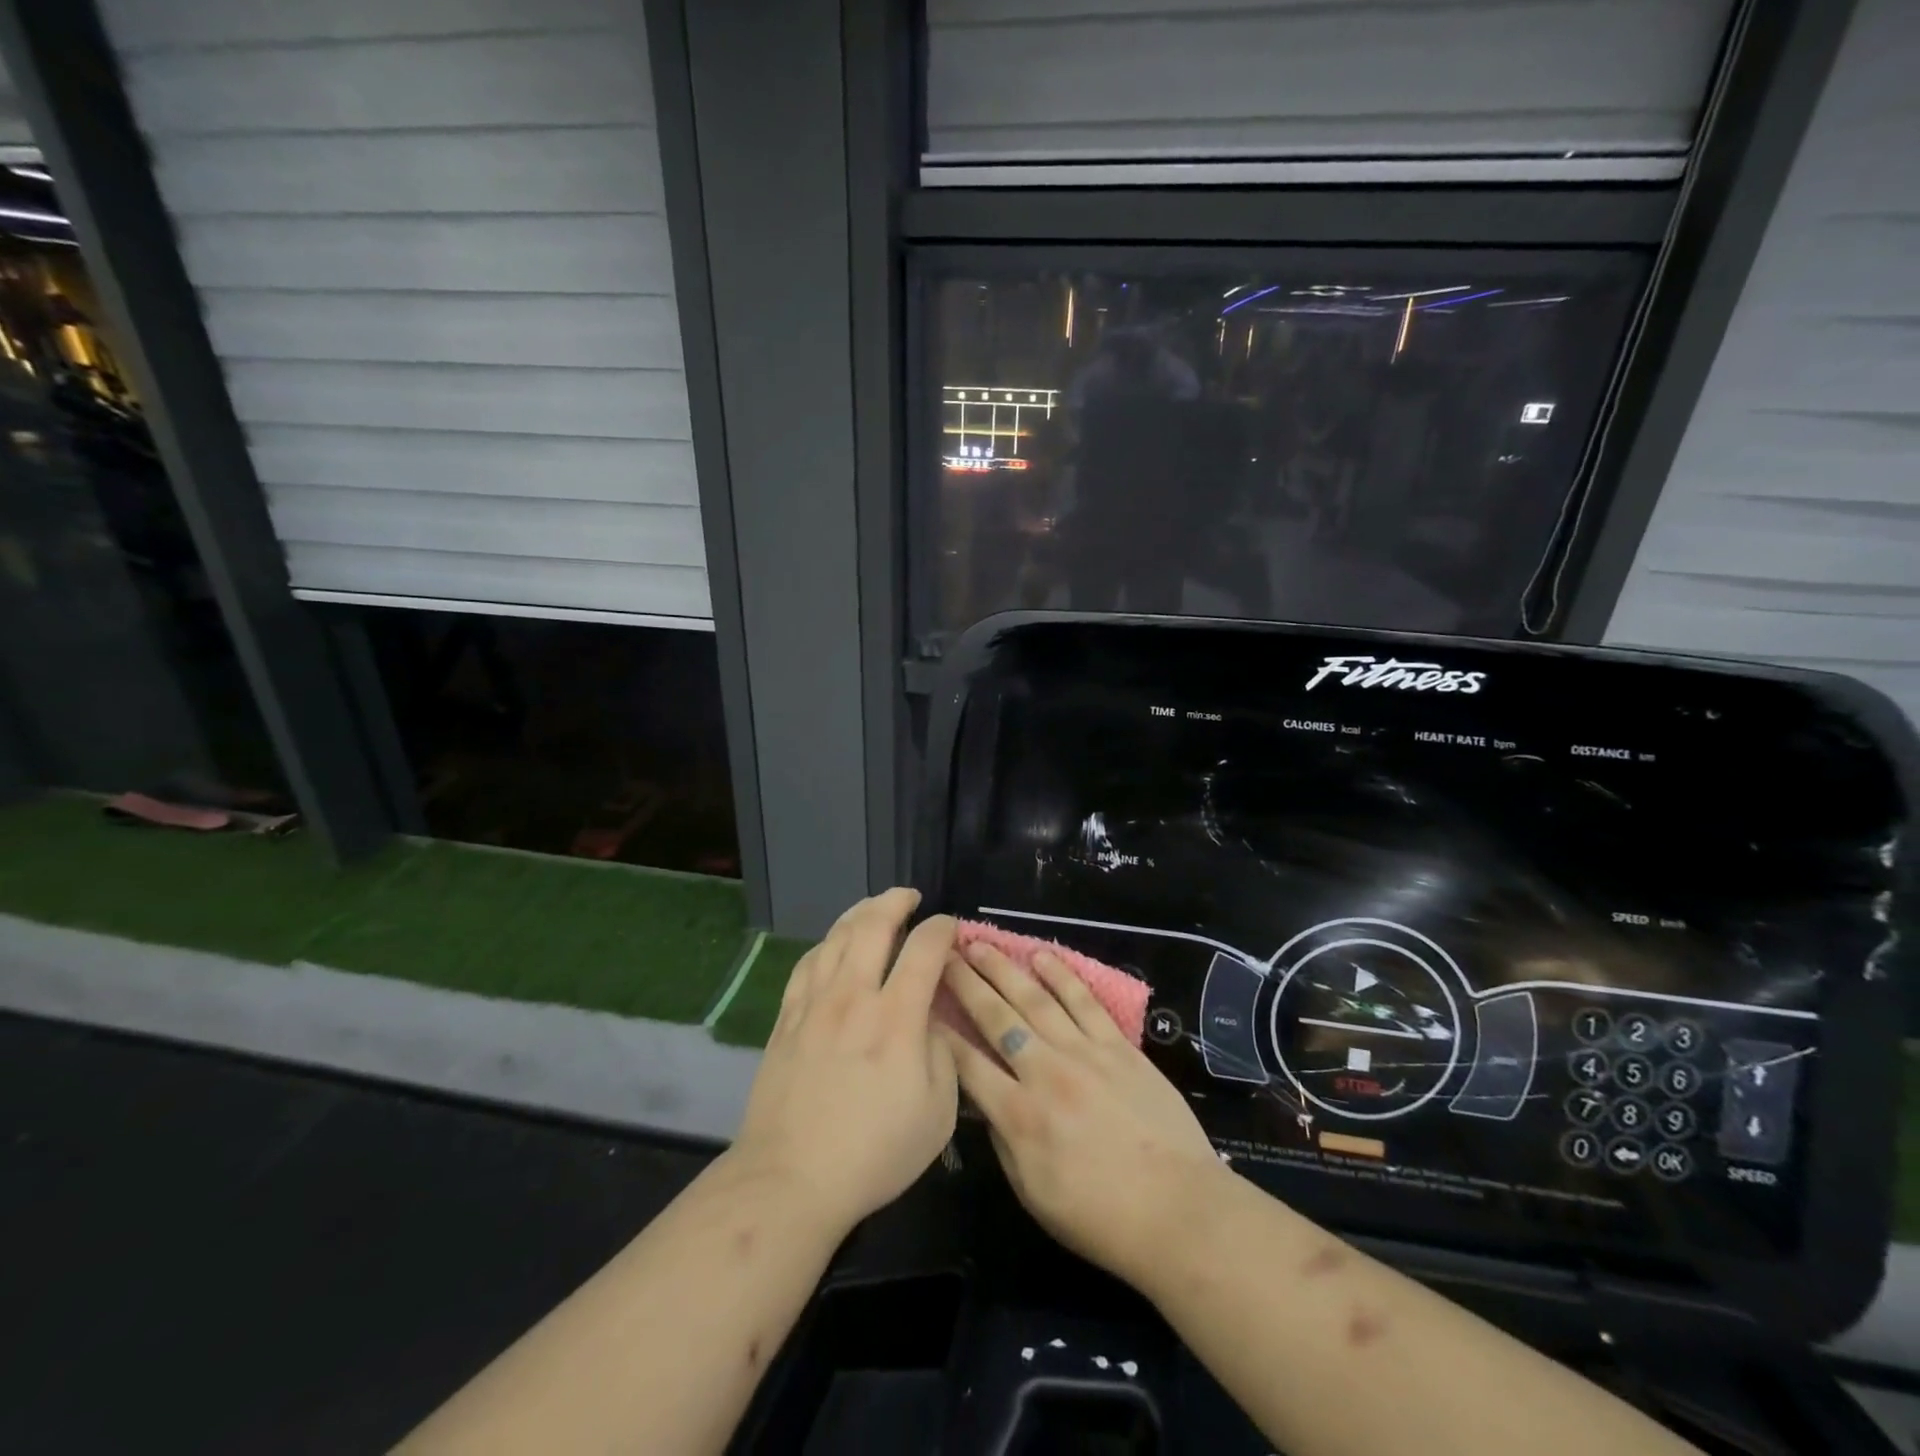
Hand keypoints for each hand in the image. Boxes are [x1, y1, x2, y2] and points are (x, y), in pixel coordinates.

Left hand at [729, 889, 958, 1237]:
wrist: (791, 1179)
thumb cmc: (874, 1152)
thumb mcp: (938, 1112)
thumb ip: (941, 1052)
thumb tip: (929, 1018)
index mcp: (897, 1018)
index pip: (924, 949)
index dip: (941, 928)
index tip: (949, 926)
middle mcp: (854, 997)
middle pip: (872, 926)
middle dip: (895, 901)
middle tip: (910, 896)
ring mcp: (814, 1005)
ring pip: (836, 937)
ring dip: (859, 913)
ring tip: (873, 907)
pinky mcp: (787, 1019)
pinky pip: (806, 964)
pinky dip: (825, 943)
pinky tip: (832, 944)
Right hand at [938, 941, 1223, 1282]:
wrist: (1178, 1211)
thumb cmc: (1100, 1217)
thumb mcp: (1033, 1193)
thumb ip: (1003, 1141)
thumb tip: (985, 1102)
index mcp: (1019, 1115)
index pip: (967, 1063)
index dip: (941, 1032)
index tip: (923, 1004)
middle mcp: (1044, 1073)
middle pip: (996, 1018)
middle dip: (965, 983)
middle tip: (943, 954)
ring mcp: (1084, 1053)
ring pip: (1035, 999)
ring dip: (1004, 968)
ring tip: (980, 944)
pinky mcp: (1118, 1046)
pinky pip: (1084, 1002)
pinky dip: (1061, 976)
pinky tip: (1041, 956)